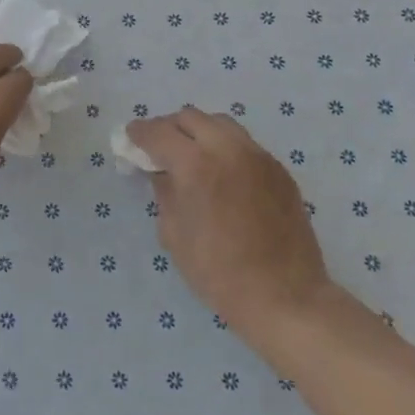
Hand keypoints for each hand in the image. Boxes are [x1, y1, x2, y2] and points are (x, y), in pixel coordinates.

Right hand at [125, 106, 339, 357]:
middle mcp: (228, 149)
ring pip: (221, 124)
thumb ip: (164, 192)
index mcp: (195, 164)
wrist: (285, 297)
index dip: (139, 133)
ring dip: (199, 132)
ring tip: (191, 155)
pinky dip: (225, 147)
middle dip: (169, 128)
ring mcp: (258, 156)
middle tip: (159, 148)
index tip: (130, 138)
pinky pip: (244, 144)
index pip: (158, 132)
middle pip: (190, 117)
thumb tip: (160, 172)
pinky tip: (222, 173)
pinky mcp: (279, 170)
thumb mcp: (173, 234)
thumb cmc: (219, 272)